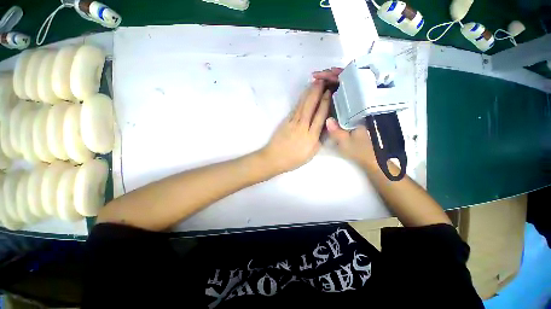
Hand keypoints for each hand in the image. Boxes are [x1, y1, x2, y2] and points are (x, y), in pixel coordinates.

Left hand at [259, 80, 330, 174]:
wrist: (274, 158)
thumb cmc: (293, 159)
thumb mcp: (310, 154)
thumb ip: (318, 140)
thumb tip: (323, 128)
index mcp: (311, 136)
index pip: (320, 116)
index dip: (324, 103)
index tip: (329, 92)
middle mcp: (302, 126)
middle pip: (311, 106)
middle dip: (317, 92)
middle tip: (322, 81)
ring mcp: (293, 123)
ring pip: (302, 105)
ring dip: (309, 93)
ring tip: (314, 83)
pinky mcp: (286, 121)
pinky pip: (295, 109)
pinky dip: (300, 100)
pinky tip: (304, 95)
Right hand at [313, 67, 376, 168]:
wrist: (375, 158)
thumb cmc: (362, 151)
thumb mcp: (348, 144)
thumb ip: (338, 133)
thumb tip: (327, 120)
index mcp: (366, 109)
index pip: (354, 84)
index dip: (338, 76)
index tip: (323, 76)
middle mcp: (367, 102)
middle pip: (353, 80)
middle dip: (333, 75)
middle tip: (317, 77)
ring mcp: (363, 105)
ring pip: (350, 85)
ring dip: (335, 81)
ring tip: (320, 81)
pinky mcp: (359, 109)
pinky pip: (349, 93)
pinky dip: (337, 89)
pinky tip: (328, 90)